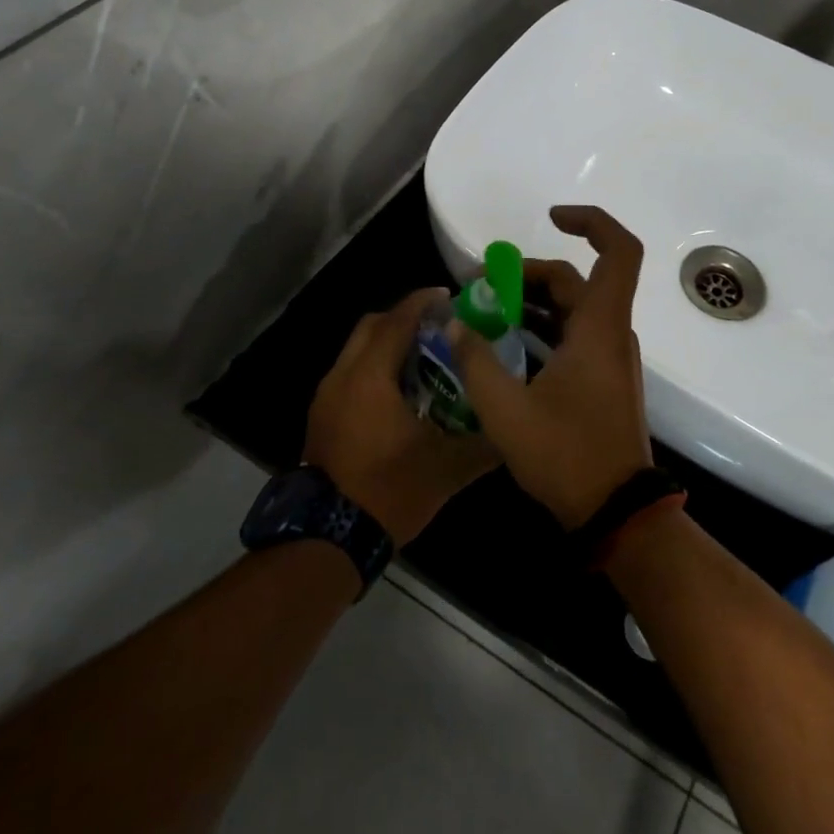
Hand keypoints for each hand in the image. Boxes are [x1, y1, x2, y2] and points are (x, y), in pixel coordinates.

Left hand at [304, 288, 499, 546]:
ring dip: (387, 344)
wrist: (329, 538)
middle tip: (439, 326)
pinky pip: (350, 373)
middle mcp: (342, 376)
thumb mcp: (447, 468)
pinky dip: (375, 368)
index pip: (397, 321)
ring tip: (425, 356)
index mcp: (370, 377)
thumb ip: (484, 443)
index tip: (449, 296)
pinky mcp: (321, 417)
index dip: (423, 302)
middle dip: (403, 317)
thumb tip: (512, 429)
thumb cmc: (388, 491)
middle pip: (371, 326)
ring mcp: (326, 397)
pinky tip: (401, 392)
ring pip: (357, 350)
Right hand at [449, 206, 652, 529]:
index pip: (618, 251)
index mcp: (599, 328)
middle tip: (478, 288)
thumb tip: (453, 325)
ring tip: (482, 314)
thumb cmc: (567, 456)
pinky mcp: (601, 379)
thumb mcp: (506, 410)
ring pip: (572, 309)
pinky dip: (541, 329)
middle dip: (526, 275)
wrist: (617, 513)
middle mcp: (610, 333)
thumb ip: (475, 361)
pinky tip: (504, 346)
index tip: (550, 218)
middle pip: (575, 280)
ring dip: (530, 303)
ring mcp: (609, 358)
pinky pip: (572, 335)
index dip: (591, 222)